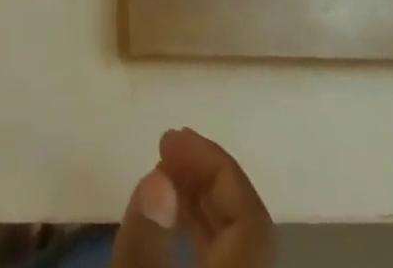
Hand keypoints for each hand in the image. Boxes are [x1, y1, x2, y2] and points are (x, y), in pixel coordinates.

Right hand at [111, 128, 273, 267]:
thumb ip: (142, 242)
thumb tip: (157, 175)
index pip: (250, 214)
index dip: (214, 167)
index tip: (169, 137)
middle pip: (247, 224)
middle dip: (206, 178)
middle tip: (164, 148)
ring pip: (239, 243)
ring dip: (203, 202)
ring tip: (163, 176)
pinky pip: (228, 259)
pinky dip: (203, 232)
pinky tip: (173, 222)